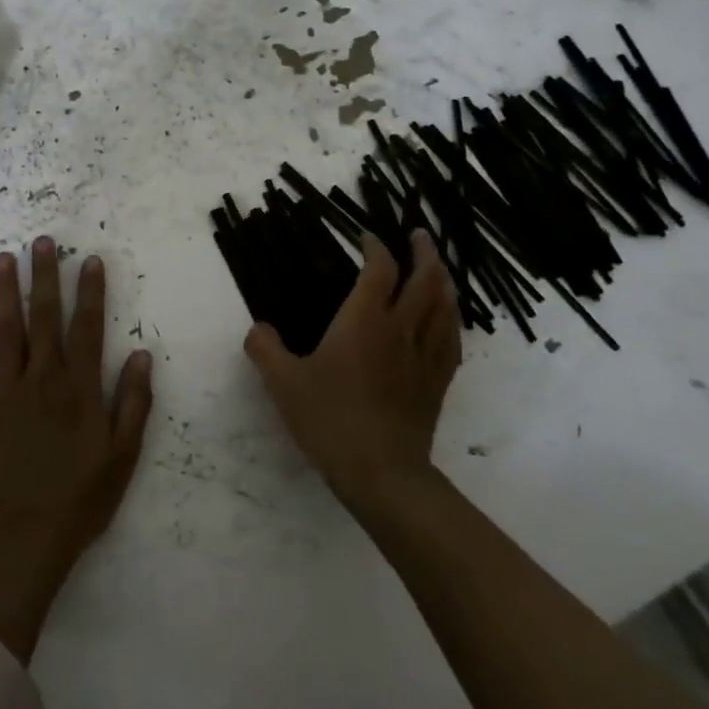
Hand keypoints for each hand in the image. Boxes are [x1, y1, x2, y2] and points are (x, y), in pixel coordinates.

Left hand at [0, 237, 154, 660]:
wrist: (24, 537)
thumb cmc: (80, 498)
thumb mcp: (123, 454)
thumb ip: (133, 401)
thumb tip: (140, 353)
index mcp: (80, 386)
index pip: (88, 327)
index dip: (91, 291)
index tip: (89, 260)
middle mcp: (43, 376)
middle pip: (46, 316)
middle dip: (45, 276)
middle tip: (42, 241)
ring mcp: (6, 389)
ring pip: (6, 330)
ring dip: (5, 292)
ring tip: (2, 258)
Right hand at [245, 230, 460, 505]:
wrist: (382, 472)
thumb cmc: (331, 419)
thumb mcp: (283, 383)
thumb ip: (265, 349)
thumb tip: (257, 328)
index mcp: (365, 321)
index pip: (379, 269)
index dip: (375, 247)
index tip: (367, 237)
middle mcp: (401, 329)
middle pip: (425, 279)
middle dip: (423, 252)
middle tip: (418, 236)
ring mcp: (425, 356)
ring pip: (445, 306)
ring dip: (443, 280)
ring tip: (438, 269)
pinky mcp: (438, 382)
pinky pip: (452, 339)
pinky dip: (451, 319)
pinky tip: (447, 322)